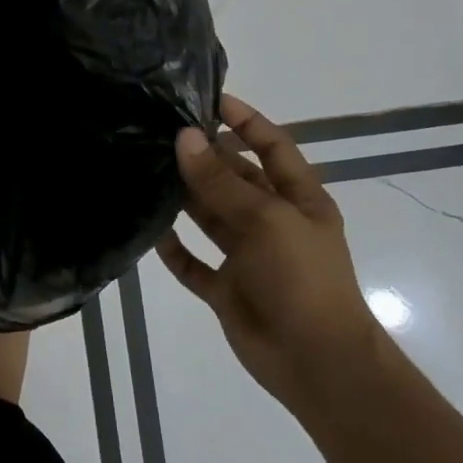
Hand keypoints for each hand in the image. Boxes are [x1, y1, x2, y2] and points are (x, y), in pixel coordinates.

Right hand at [157, 95, 378, 405]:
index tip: (208, 99)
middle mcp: (271, 221)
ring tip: (145, 168)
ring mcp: (247, 256)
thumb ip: (221, 181)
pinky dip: (174, 247)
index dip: (245, 120)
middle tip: (158, 132)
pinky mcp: (226, 288)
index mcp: (297, 199)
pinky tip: (150, 229)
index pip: (272, 146)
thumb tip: (185, 138)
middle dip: (203, 156)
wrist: (317, 363)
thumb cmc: (302, 279)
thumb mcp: (266, 220)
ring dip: (184, 196)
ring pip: (210, 216)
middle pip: (234, 178)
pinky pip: (193, 262)